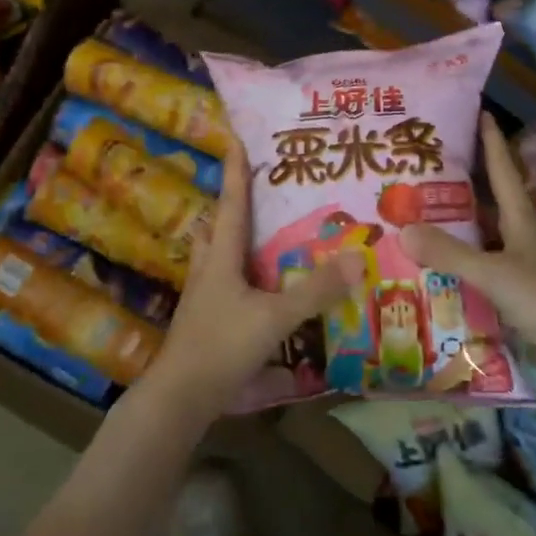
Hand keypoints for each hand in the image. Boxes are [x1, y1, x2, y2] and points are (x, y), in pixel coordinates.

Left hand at [144, 140, 360, 423]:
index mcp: (221, 258)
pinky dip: (241, 276)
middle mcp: (209, 271)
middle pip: (217, 228)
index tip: (235, 138)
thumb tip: (355, 257)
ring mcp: (204, 298)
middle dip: (232, 205)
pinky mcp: (206, 322)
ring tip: (261, 234)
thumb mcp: (275, 317)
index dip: (235, 172)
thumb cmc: (222, 346)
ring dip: (234, 240)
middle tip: (256, 189)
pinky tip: (260, 289)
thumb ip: (315, 291)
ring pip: (216, 257)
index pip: (231, 204)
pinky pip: (224, 285)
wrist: (180, 397)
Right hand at [402, 114, 535, 397]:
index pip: (503, 172)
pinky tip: (438, 275)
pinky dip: (462, 269)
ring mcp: (525, 271)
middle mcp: (523, 240)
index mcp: (522, 222)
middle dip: (461, 188)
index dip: (492, 142)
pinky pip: (484, 275)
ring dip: (458, 232)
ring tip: (417, 221)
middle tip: (423, 174)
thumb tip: (402, 228)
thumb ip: (450, 254)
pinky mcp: (523, 300)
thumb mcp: (496, 274)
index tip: (480, 112)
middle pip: (490, 206)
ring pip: (485, 241)